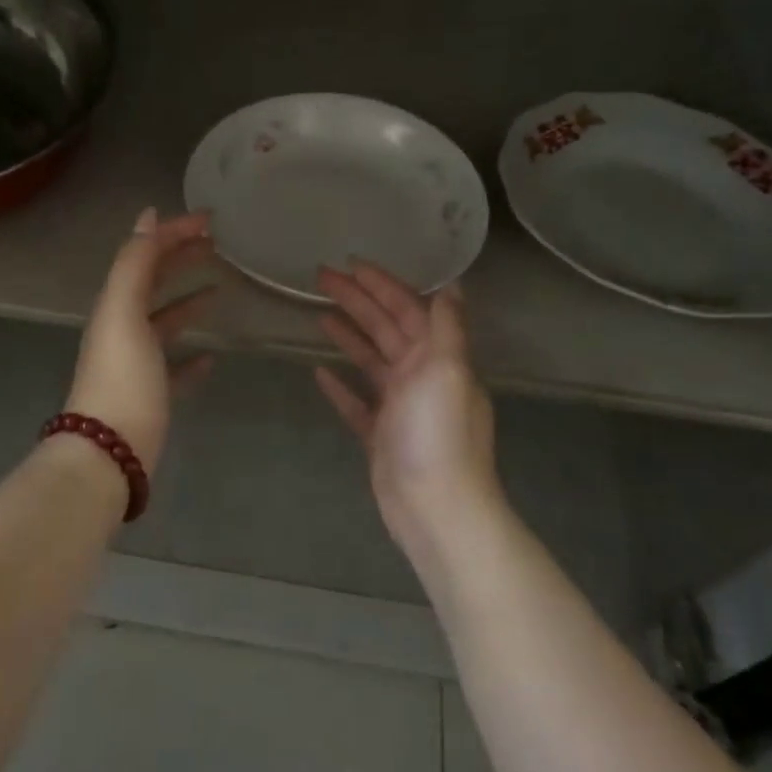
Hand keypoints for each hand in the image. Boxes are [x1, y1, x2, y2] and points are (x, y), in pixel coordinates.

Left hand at [64, 208, 216, 472]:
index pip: (145, 255)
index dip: (174, 232)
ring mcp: (138, 364)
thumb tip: (147, 216)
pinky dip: (192, 357)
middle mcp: (123, 328)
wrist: (109, 452)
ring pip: (165, 322)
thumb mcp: (124, 312)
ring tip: (219, 289)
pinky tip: (212, 356)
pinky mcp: (152, 395)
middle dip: (181, 259)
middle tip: (217, 244)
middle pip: (154, 283)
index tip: (211, 219)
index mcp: (116, 305)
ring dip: (188, 301)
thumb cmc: (121, 377)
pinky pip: (175, 368)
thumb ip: (134, 264)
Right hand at [314, 263, 501, 556]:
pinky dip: (341, 386)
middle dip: (356, 300)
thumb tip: (453, 284)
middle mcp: (421, 376)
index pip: (408, 308)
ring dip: (348, 334)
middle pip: (384, 328)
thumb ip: (447, 327)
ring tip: (319, 313)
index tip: (351, 264)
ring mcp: (399, 407)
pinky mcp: (380, 435)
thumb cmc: (438, 434)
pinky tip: (319, 372)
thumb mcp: (447, 371)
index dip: (381, 285)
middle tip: (320, 277)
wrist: (435, 508)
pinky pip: (357, 402)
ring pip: (370, 360)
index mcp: (437, 357)